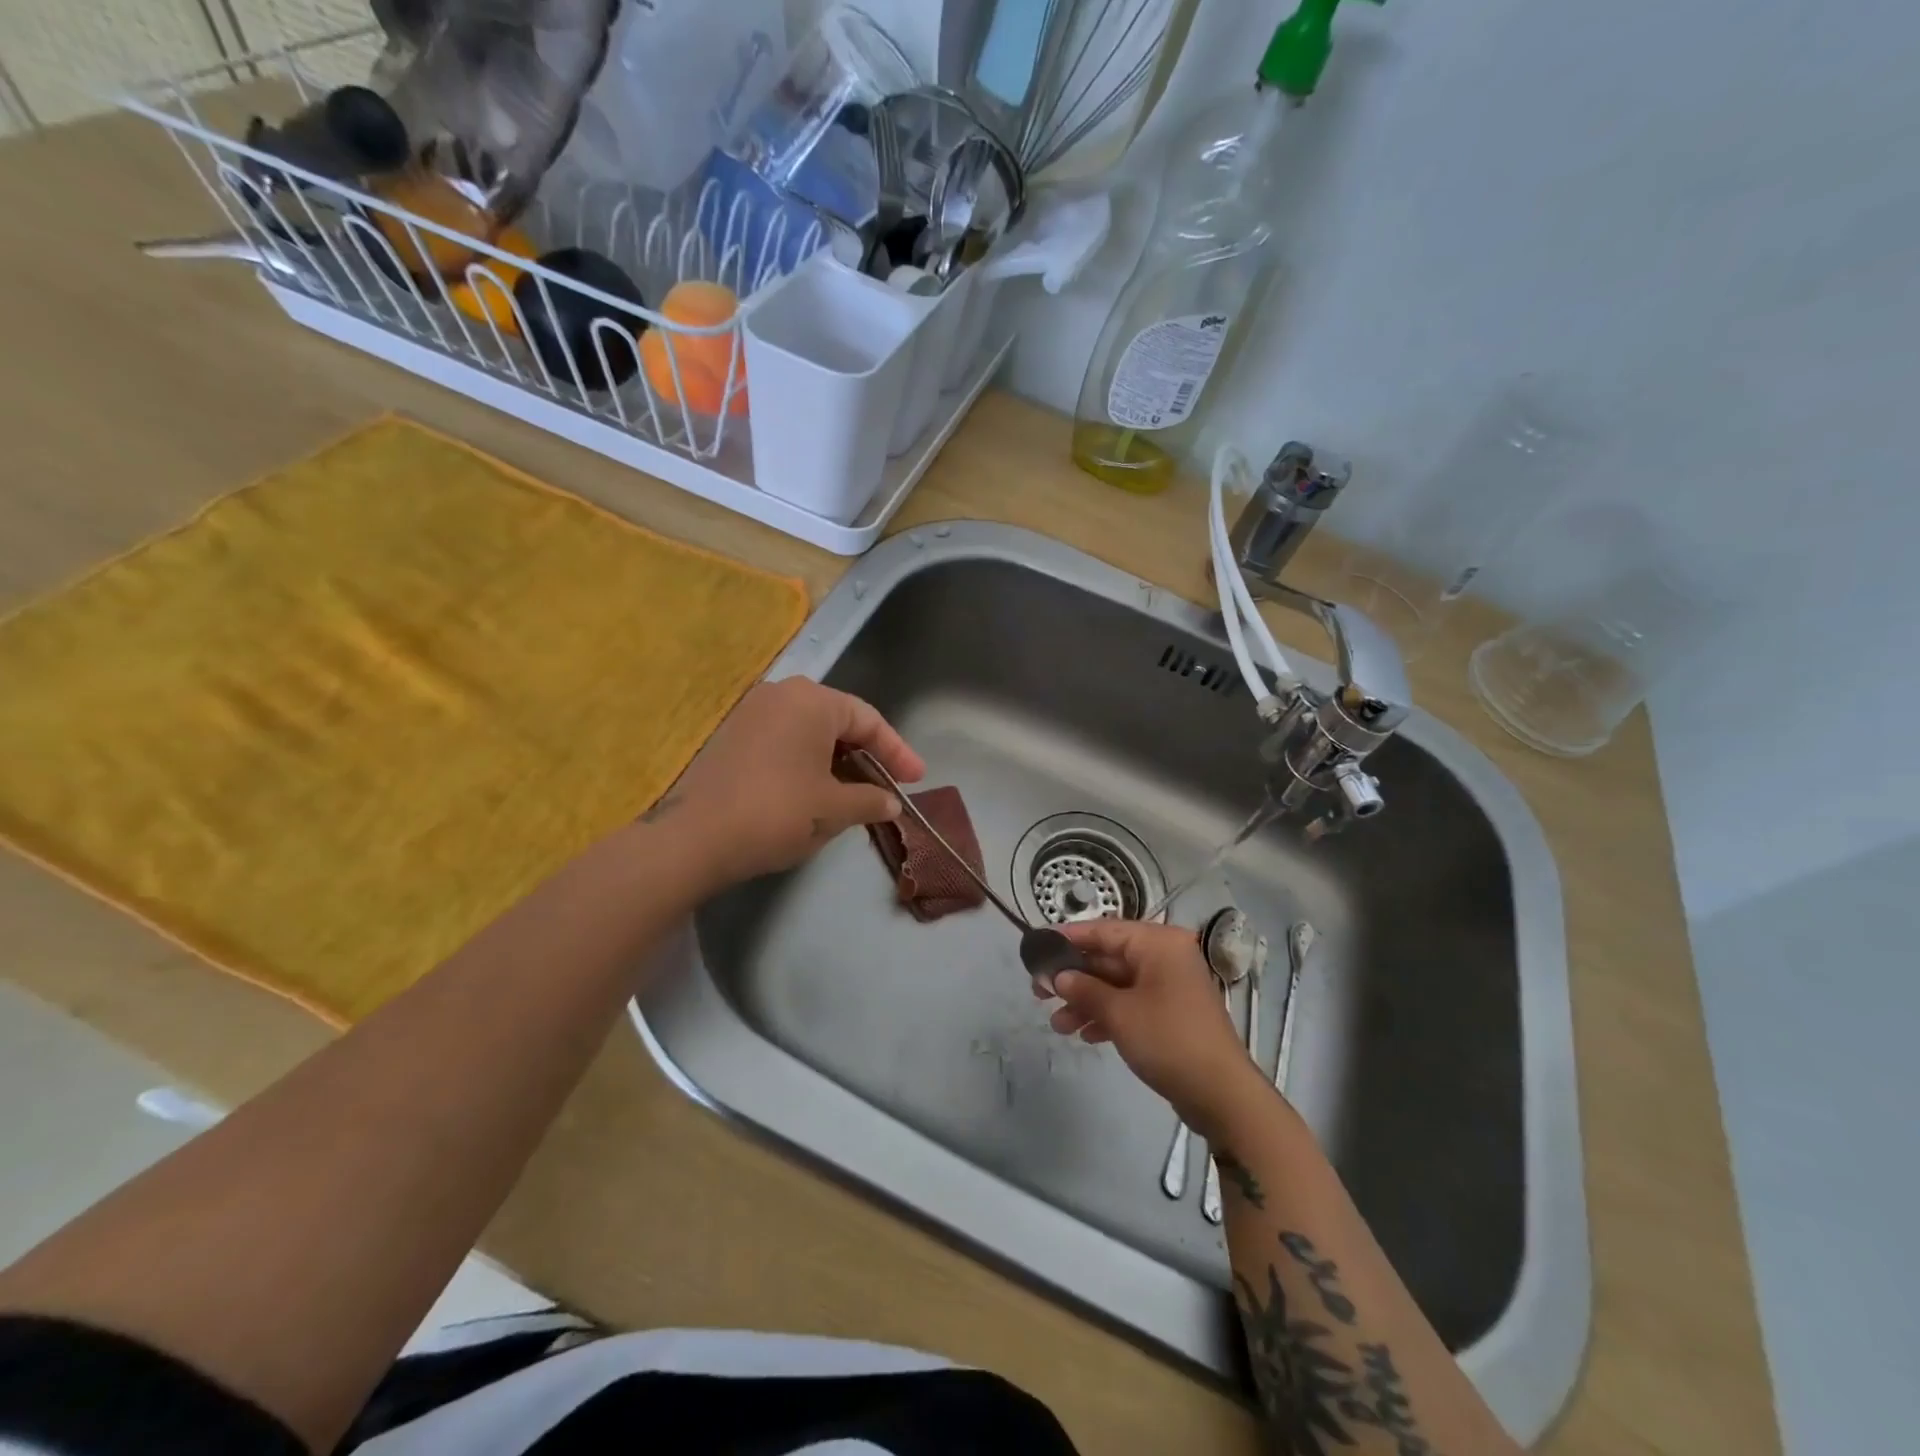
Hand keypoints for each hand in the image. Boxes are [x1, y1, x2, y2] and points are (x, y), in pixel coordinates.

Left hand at [656, 678, 925, 886]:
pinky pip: (783, 743)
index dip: (897, 752)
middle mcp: (780, 695)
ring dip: (837, 762)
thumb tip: (890, 803)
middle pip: (838, 722)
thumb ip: (871, 800)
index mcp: (812, 700)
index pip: (868, 720)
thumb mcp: (835, 809)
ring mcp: (750, 714)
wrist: (694, 838)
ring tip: (855, 794)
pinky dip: (807, 764)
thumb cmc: (778, 812)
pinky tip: (815, 793)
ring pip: (809, 733)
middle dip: (867, 756)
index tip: (916, 780)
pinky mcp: (730, 738)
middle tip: (888, 785)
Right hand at [1037, 919, 1261, 1132]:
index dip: (1068, 938)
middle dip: (1074, 979)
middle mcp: (1165, 957)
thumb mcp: (1119, 1013)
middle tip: (1039, 993)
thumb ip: (1084, 989)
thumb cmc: (1168, 1040)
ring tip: (1058, 1025)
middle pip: (1109, 959)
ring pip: (1117, 984)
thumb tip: (1058, 977)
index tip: (1037, 946)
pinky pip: (1131, 1004)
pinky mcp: (1171, 1013)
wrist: (1221, 1094)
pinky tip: (1085, 1035)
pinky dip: (1108, 1015)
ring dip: (1086, 1002)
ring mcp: (1169, 986)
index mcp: (1158, 943)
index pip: (1103, 930)